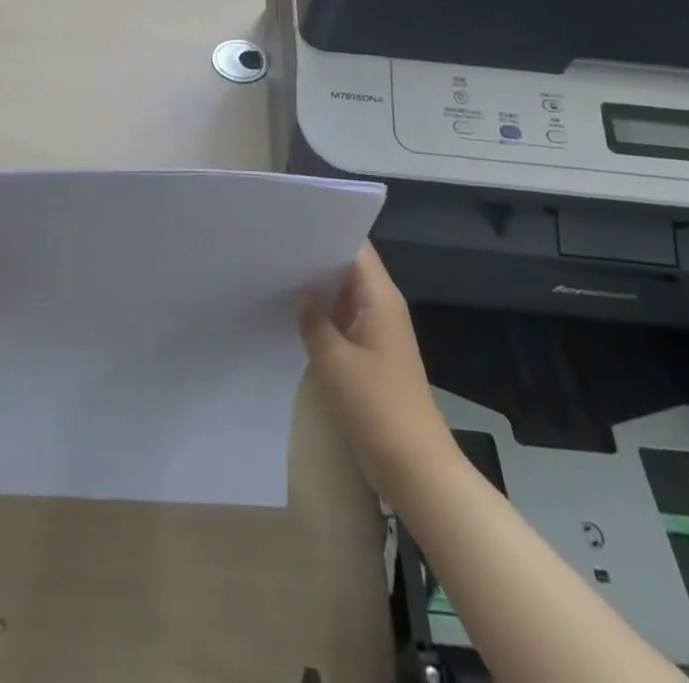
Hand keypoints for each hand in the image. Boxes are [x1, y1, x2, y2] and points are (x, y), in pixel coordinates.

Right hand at [300, 242, 457, 500]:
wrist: (415, 467)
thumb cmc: (376, 406)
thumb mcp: (333, 360)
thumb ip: (312, 319)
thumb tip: (300, 291)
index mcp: (380, 296)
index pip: (355, 246)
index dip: (326, 229)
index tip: (290, 222)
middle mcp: (382, 305)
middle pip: (348, 266)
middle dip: (315, 256)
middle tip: (273, 245)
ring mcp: (378, 330)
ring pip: (344, 293)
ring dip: (317, 286)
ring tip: (275, 271)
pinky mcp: (372, 353)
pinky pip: (344, 319)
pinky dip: (323, 313)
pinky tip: (292, 313)